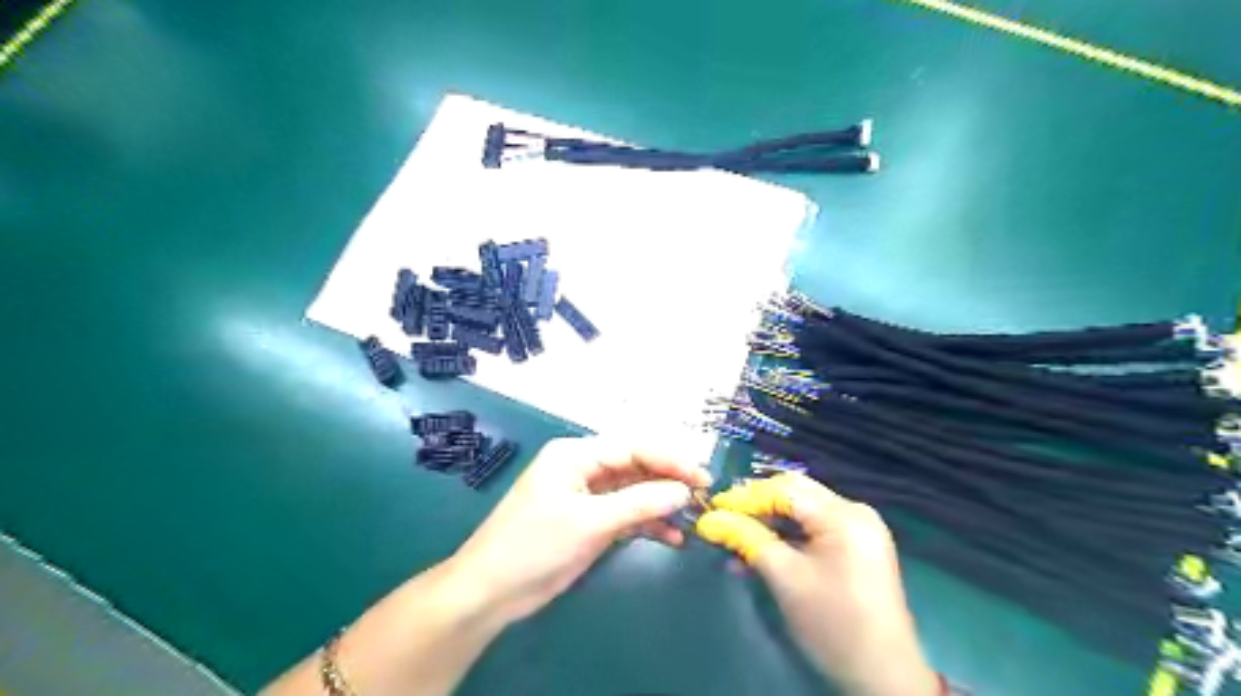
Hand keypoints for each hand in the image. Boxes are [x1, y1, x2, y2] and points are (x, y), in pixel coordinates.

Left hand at [451, 438, 712, 621]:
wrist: (492, 591)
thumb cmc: (535, 546)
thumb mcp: (590, 522)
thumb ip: (639, 503)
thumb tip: (683, 490)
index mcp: (576, 455)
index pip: (633, 448)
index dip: (670, 460)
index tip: (702, 476)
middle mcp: (583, 468)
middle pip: (636, 467)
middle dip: (669, 481)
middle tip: (704, 495)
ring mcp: (587, 496)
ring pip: (634, 492)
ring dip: (661, 504)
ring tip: (693, 518)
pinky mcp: (589, 521)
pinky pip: (626, 515)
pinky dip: (647, 524)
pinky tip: (672, 537)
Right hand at [694, 474, 935, 695]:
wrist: (883, 676)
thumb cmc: (831, 623)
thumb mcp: (784, 577)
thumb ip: (747, 540)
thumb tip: (710, 520)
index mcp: (843, 515)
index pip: (785, 490)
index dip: (746, 496)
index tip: (713, 508)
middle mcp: (855, 511)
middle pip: (795, 495)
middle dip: (756, 506)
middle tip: (723, 518)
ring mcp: (859, 529)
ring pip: (802, 512)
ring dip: (769, 524)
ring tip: (735, 540)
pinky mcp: (857, 547)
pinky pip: (815, 529)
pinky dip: (787, 538)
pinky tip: (760, 552)